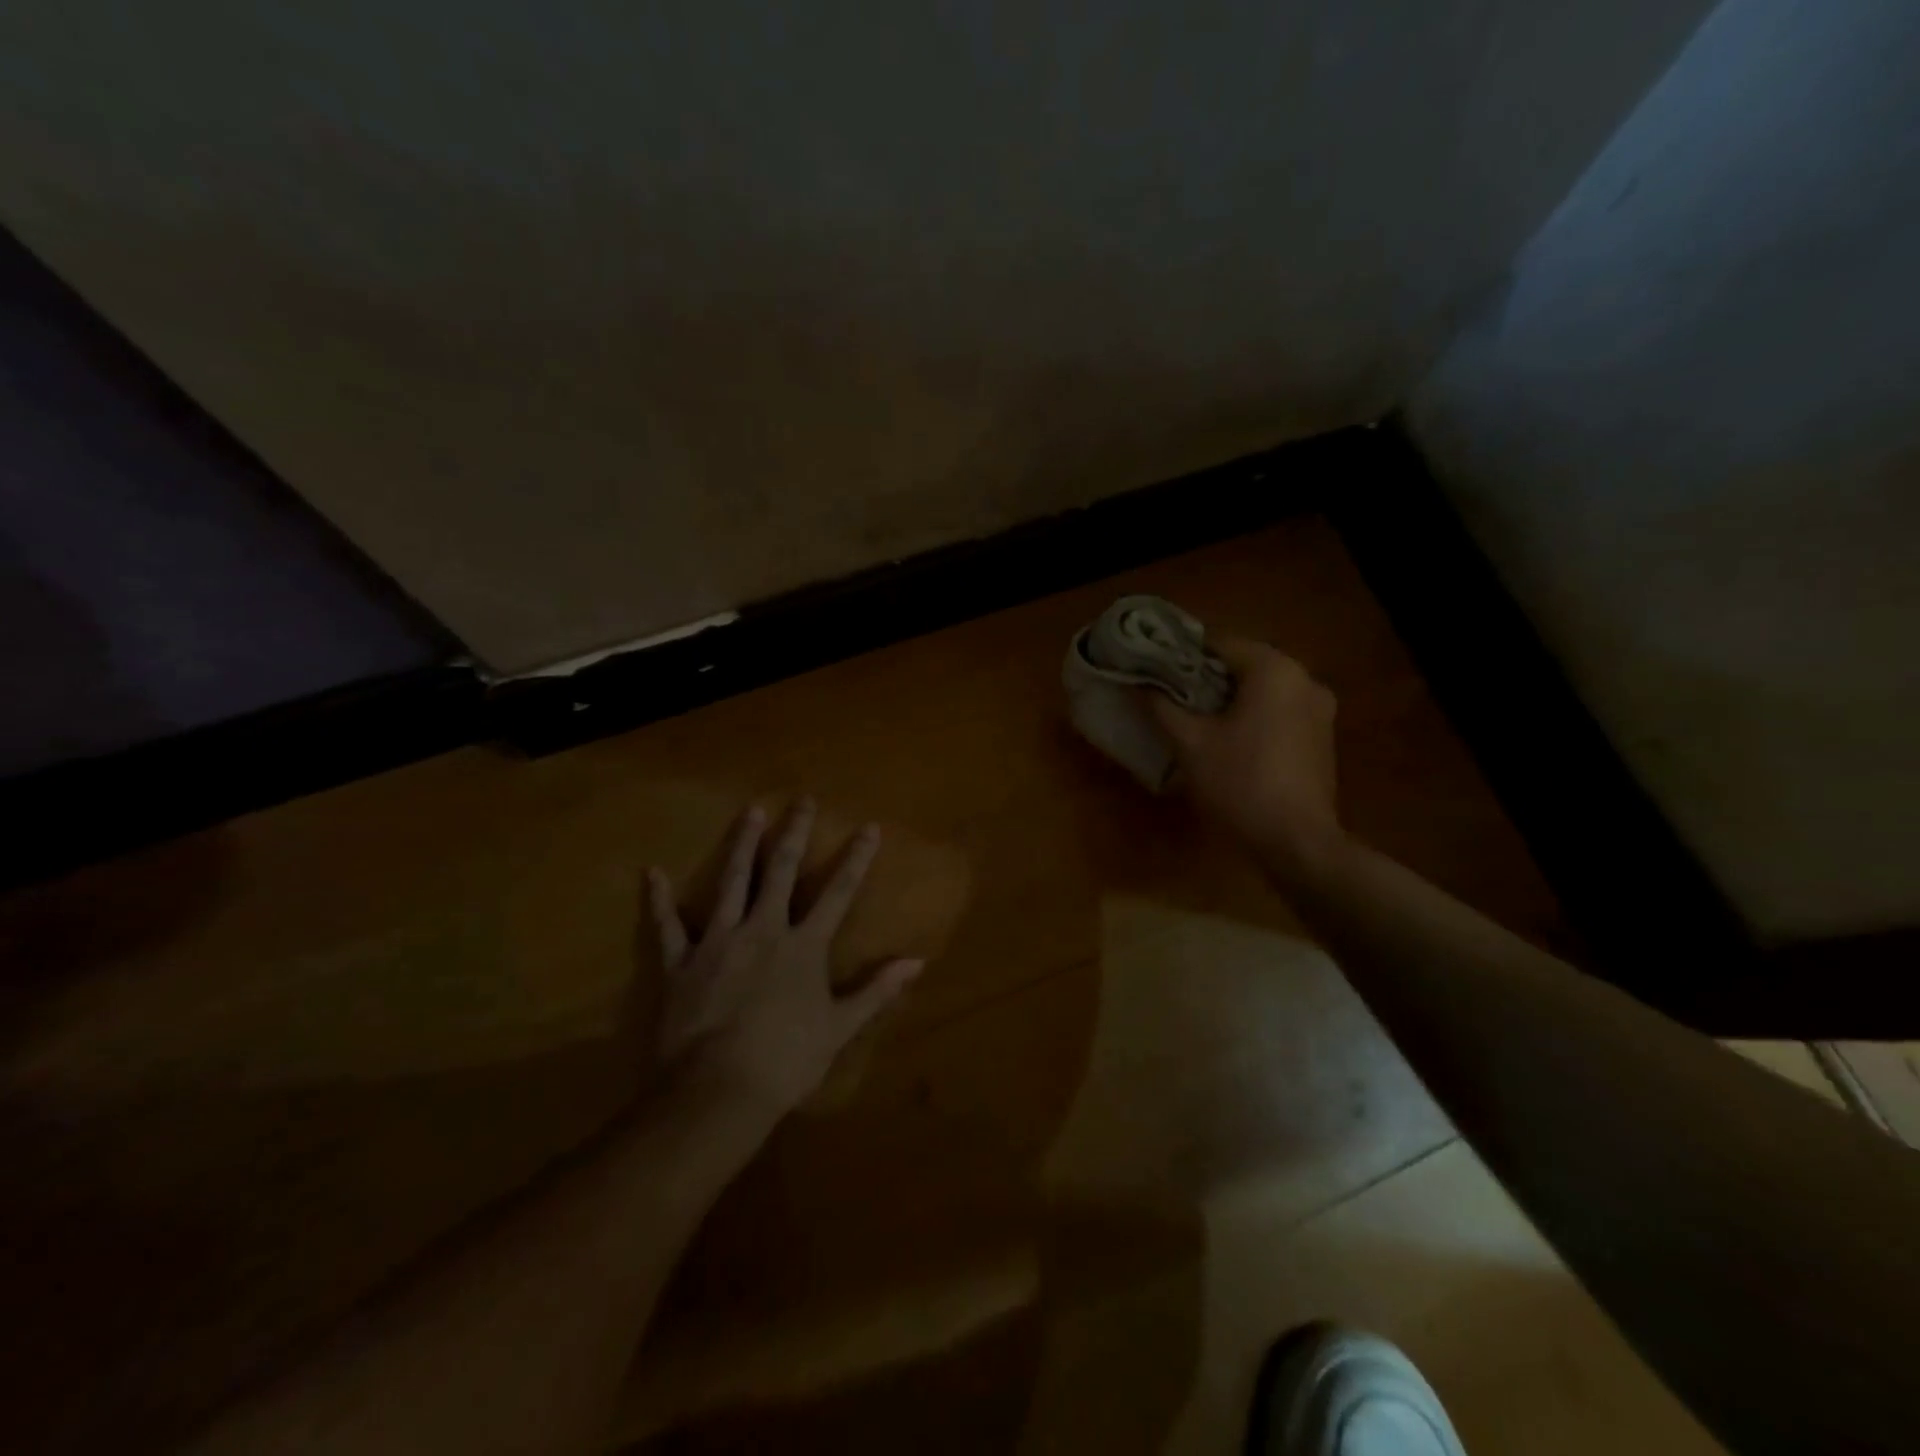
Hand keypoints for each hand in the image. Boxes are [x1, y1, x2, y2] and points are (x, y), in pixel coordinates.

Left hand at [645, 800, 922, 1115]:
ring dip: (741, 845)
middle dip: (794, 833)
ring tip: (749, 812)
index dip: (856, 858)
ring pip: (732, 882)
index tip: (868, 827)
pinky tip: (652, 872)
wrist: (718, 1090)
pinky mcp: (681, 961)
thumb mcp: (840, 1027)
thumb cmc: (786, 1060)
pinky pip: (667, 925)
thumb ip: (877, 990)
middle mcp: (764, 930)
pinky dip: (659, 899)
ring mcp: (719, 941)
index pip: (838, 892)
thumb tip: (917, 962)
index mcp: (804, 946)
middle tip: (802, 800)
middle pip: (782, 871)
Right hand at [1149, 638, 1346, 876]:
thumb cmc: (1239, 783)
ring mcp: (1319, 709)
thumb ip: (1161, 705)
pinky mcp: (1321, 736)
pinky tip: (1227, 740)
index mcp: (1274, 669)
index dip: (1181, 656)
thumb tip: (1137, 682)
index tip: (1154, 673)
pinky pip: (1278, 711)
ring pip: (1261, 690)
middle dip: (1204, 679)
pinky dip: (1251, 716)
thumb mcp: (1190, 743)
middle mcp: (1304, 678)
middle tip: (1168, 698)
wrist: (1296, 841)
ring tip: (1192, 720)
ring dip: (1228, 700)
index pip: (1219, 643)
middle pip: (1242, 665)